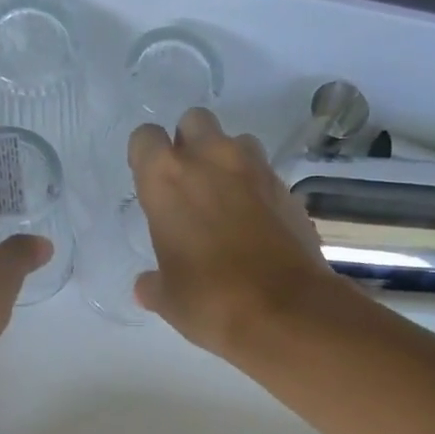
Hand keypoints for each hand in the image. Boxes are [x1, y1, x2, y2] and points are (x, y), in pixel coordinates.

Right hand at [129, 108, 334, 354]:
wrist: (287, 311)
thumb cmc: (211, 301)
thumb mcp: (168, 299)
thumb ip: (153, 284)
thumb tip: (146, 286)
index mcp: (167, 179)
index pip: (145, 138)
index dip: (146, 159)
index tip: (151, 187)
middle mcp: (211, 160)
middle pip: (195, 122)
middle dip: (189, 145)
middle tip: (189, 188)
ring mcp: (256, 170)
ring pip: (235, 142)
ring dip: (226, 162)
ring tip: (225, 203)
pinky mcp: (288, 189)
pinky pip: (264, 174)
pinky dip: (255, 190)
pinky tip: (254, 226)